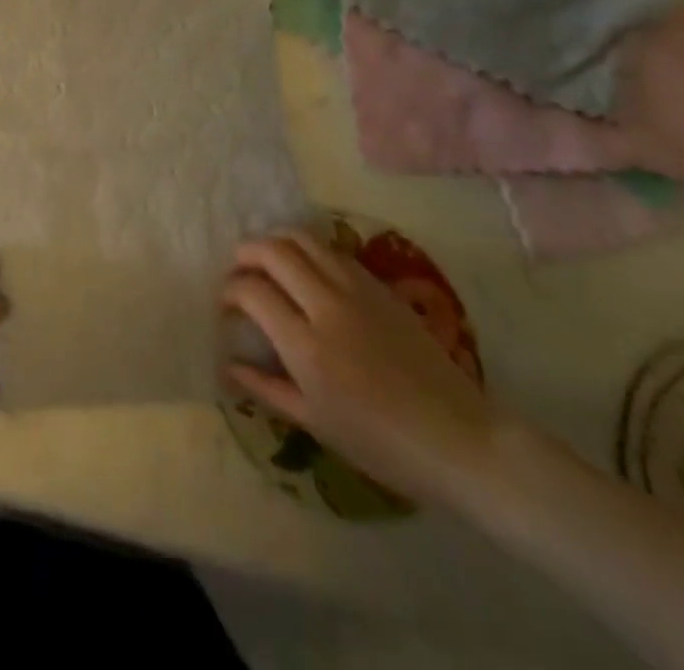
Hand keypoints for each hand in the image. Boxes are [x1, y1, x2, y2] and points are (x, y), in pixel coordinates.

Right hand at [223, 230, 501, 508]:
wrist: (458, 439)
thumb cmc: (381, 444)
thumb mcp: (315, 423)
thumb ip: (265, 388)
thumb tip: (227, 366)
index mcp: (306, 346)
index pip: (252, 291)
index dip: (229, 290)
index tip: (225, 303)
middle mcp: (327, 306)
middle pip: (274, 251)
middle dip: (245, 253)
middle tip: (238, 271)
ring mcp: (357, 290)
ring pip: (303, 239)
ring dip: (276, 241)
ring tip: (267, 260)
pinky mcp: (380, 286)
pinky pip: (333, 251)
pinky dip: (308, 249)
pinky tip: (305, 268)